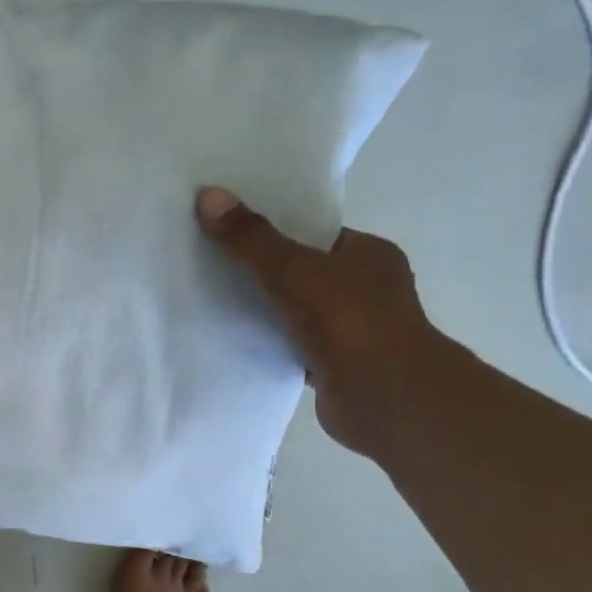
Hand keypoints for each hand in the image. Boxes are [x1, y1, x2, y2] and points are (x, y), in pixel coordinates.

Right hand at [196, 186, 445, 456]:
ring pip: (296, 311)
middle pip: (303, 272)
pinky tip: (234, 342)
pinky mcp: (336, 366)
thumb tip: (208, 195)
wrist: (383, 397)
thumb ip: (250, 238)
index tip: (232, 232)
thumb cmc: (348, 321)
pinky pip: (293, 346)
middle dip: (263, 272)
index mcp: (369, 254)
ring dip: (264, 311)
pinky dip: (269, 344)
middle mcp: (367, 289)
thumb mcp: (292, 269)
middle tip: (212, 266)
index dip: (275, 230)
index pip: (316, 234)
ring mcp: (353, 330)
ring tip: (213, 302)